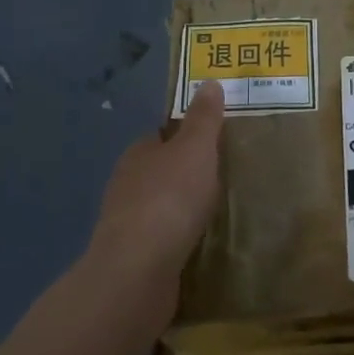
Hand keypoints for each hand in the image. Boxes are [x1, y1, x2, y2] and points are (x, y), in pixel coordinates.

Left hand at [84, 82, 224, 310]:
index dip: (187, 137)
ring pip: (161, 208)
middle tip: (226, 178)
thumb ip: (204, 119)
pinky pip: (163, 241)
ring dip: (183, 210)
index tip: (216, 143)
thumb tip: (208, 82)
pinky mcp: (134, 260)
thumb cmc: (169, 199)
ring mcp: (128, 225)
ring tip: (219, 213)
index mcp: (139, 154)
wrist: (138, 272)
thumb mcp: (195, 149)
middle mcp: (127, 185)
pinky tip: (201, 245)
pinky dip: (180, 240)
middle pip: (161, 171)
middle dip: (187, 175)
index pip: (163, 137)